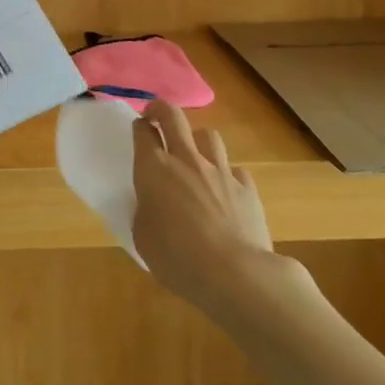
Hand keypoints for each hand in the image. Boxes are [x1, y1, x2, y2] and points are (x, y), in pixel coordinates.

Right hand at [131, 101, 277, 314]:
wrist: (236, 275)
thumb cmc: (178, 259)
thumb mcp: (143, 239)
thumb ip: (145, 213)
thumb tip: (153, 205)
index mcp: (154, 170)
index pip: (142, 132)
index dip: (138, 127)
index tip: (138, 132)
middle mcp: (186, 160)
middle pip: (172, 116)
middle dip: (161, 110)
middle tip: (156, 117)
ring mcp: (220, 171)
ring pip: (208, 135)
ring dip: (197, 141)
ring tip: (194, 156)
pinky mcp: (247, 187)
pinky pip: (235, 169)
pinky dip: (227, 175)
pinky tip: (225, 191)